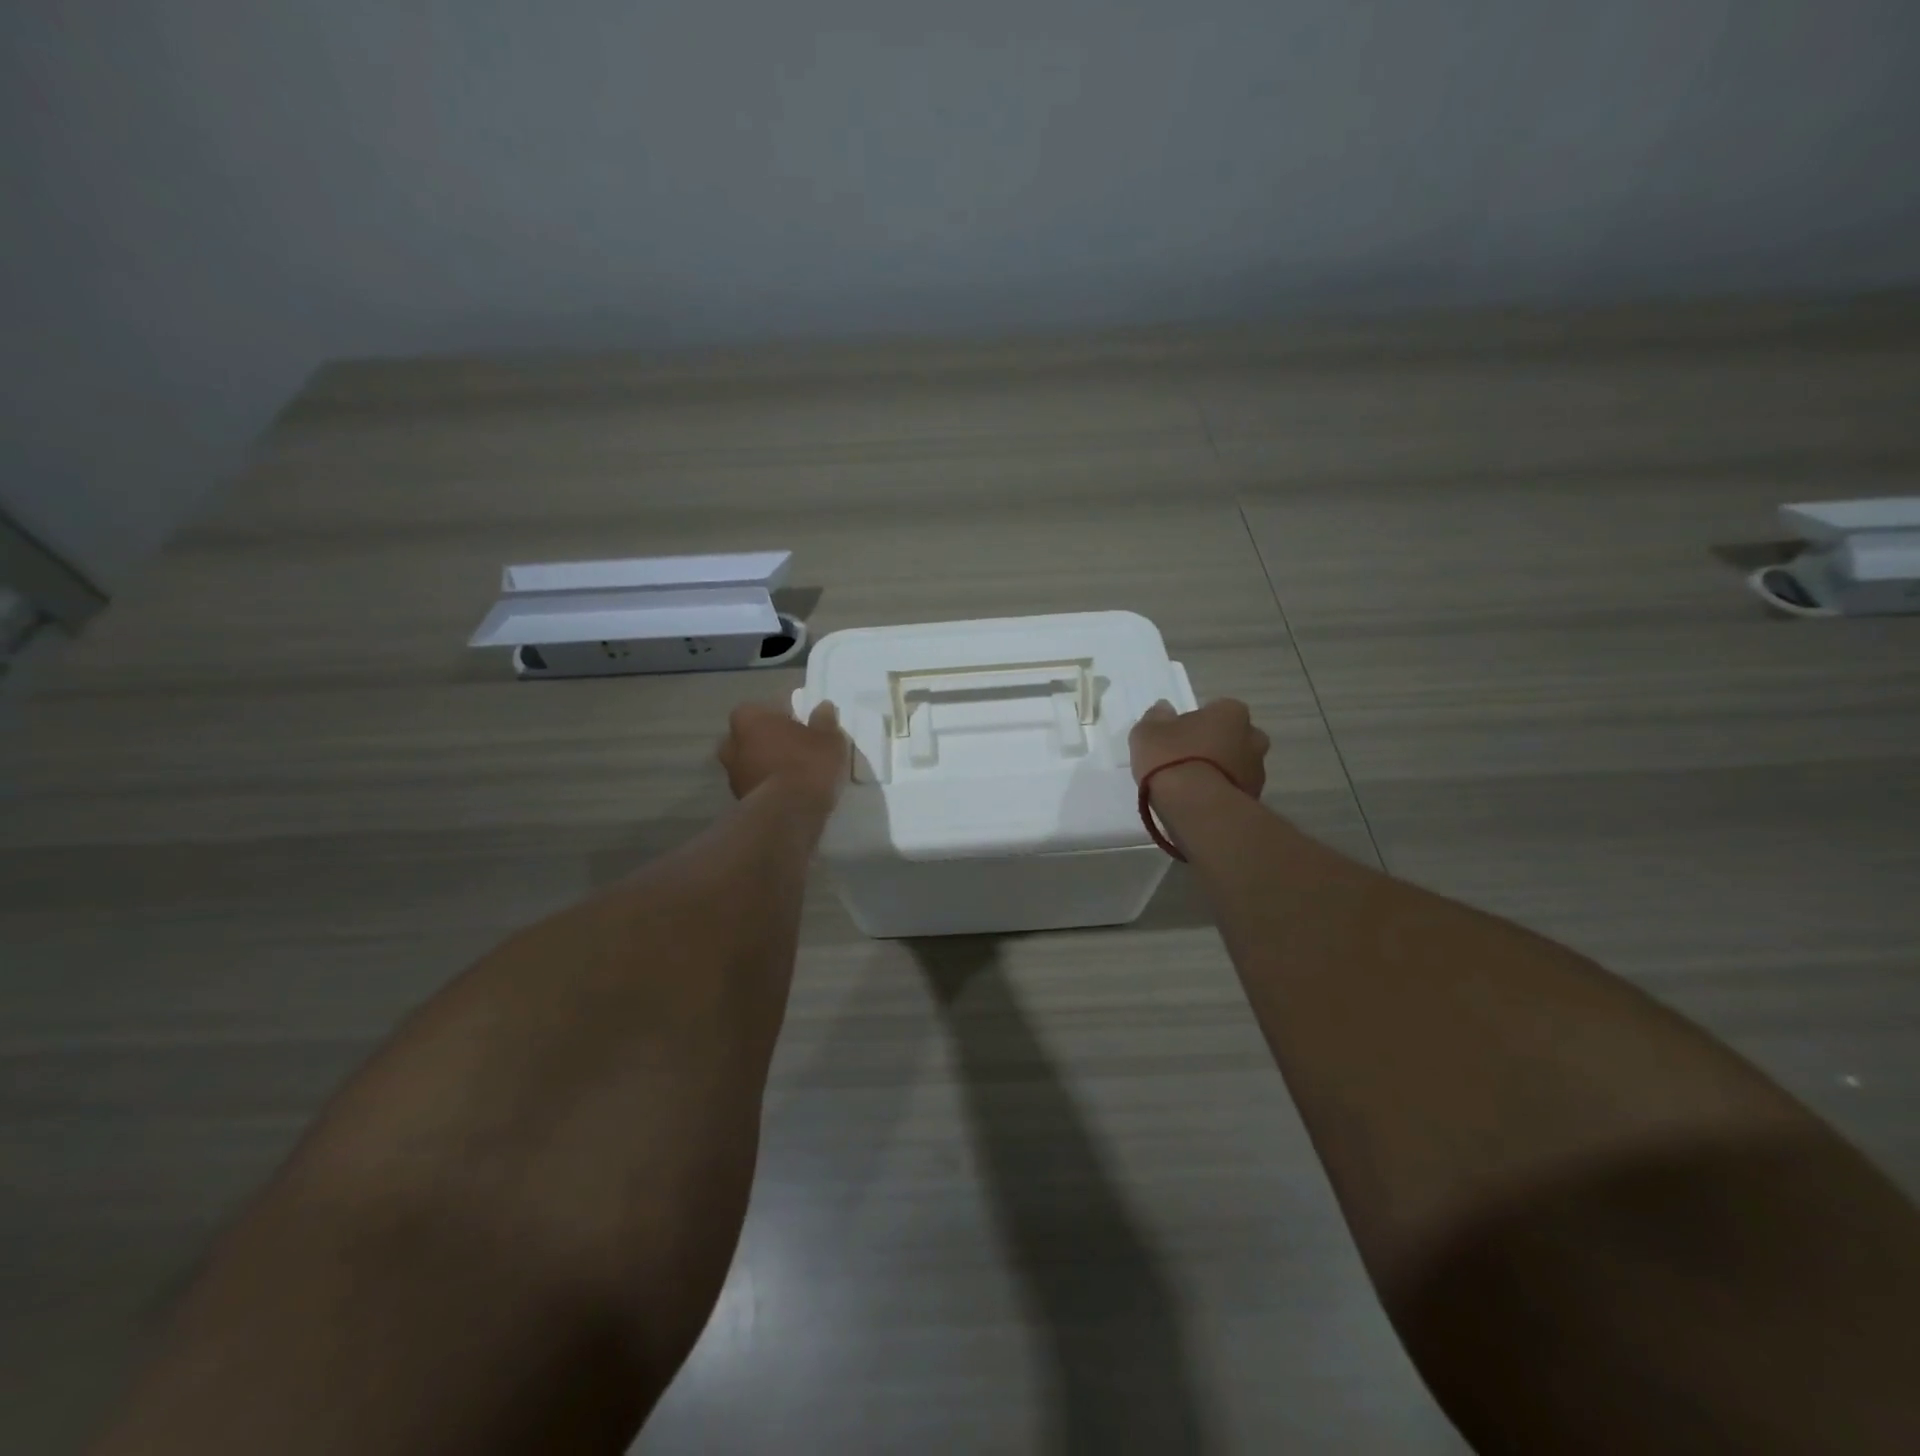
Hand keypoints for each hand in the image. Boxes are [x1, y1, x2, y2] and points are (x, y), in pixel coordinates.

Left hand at [718, 700, 848, 807]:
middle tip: (799, 749)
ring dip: (769, 764)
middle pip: (756, 735)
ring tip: (797, 774)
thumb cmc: (807, 764)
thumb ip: (825, 720)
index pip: (769, 709)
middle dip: (773, 741)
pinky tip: (790, 792)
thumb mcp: (828, 738)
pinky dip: (769, 784)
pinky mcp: (737, 799)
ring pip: (753, 761)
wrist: (787, 813)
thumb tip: (823, 707)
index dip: (789, 717)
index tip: (806, 727)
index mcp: (749, 717)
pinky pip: (757, 783)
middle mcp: (731, 742)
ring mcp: (731, 773)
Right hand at [1128, 698, 1269, 794]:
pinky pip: (1235, 789)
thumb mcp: (1147, 732)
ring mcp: (1258, 770)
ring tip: (1192, 787)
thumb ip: (1156, 717)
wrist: (1196, 807)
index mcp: (1230, 712)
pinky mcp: (1255, 799)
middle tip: (1189, 759)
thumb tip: (1164, 709)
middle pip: (1233, 737)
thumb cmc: (1172, 759)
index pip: (1217, 710)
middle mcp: (1253, 737)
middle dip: (1217, 746)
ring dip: (1221, 771)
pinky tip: (1200, 802)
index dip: (1197, 722)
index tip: (1179, 737)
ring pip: (1237, 765)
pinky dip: (1222, 793)